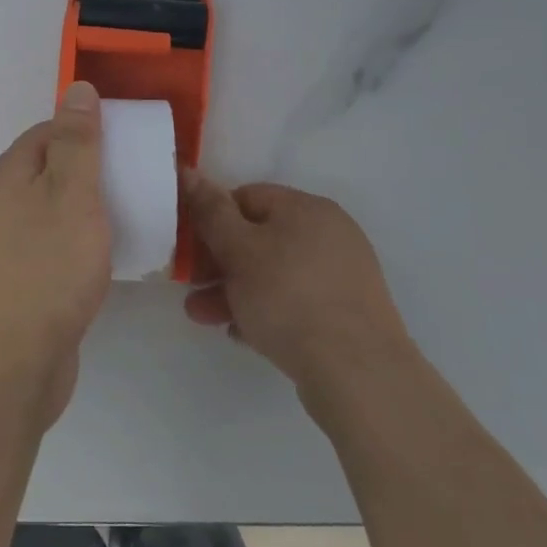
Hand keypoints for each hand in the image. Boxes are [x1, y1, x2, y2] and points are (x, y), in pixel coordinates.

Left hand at [0, 82, 112, 427]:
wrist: (10, 365)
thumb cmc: (46, 269)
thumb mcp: (71, 196)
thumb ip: (77, 142)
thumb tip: (77, 88)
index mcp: (9, 177)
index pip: (47, 133)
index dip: (85, 130)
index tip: (126, 142)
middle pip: (48, 172)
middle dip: (90, 170)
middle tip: (135, 179)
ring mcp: (5, 248)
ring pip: (51, 212)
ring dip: (86, 209)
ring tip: (129, 215)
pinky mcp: (18, 284)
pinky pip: (51, 248)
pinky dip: (78, 243)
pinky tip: (104, 258)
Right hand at [180, 170, 415, 400]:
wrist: (357, 374)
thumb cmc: (288, 297)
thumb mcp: (238, 250)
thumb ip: (210, 211)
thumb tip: (189, 172)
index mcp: (307, 208)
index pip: (247, 197)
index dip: (213, 219)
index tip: (190, 248)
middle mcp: (329, 234)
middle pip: (259, 238)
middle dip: (218, 264)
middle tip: (191, 289)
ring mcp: (342, 275)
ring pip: (274, 274)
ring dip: (235, 291)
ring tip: (205, 318)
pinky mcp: (347, 313)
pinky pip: (295, 302)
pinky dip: (266, 311)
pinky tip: (244, 334)